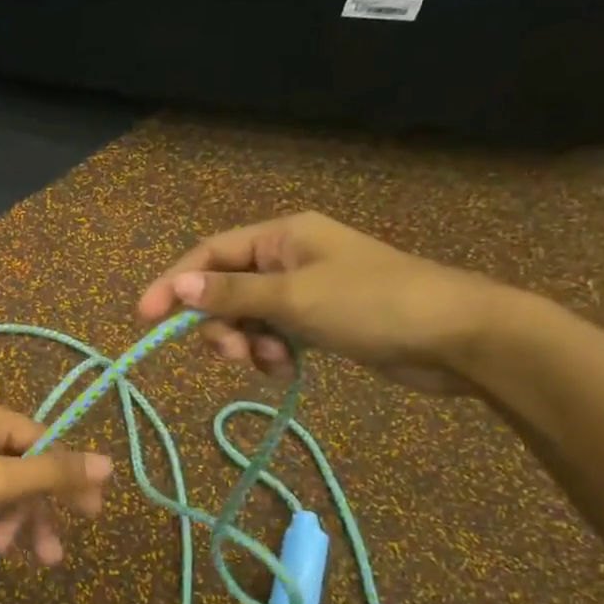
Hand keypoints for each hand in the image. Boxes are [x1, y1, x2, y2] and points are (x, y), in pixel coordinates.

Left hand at [0, 396, 113, 562]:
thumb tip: (108, 462)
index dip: (68, 477)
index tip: (91, 514)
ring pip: (1, 487)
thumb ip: (53, 472)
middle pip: (23, 467)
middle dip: (36, 511)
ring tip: (15, 557)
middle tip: (52, 554)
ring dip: (13, 522)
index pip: (43, 440)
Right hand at [135, 211, 507, 393]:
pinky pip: (275, 335)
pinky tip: (287, 368)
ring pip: (248, 316)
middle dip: (219, 322)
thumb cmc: (372, 304)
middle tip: (228, 353)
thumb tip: (177, 288)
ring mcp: (305, 290)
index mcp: (282, 235)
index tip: (145, 318)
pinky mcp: (321, 322)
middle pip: (226, 288)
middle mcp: (288, 257)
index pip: (210, 254)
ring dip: (246, 342)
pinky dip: (271, 353)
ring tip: (268, 362)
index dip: (174, 283)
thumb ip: (233, 294)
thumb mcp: (294, 299)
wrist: (457, 337)